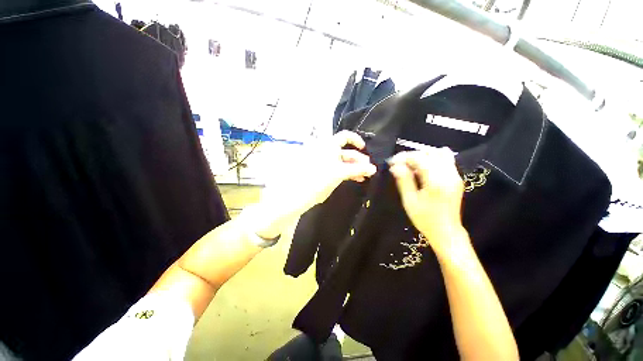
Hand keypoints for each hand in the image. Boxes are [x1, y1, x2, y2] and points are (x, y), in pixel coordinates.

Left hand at [254, 131, 376, 237]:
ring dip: (353, 167)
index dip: (356, 140)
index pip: (345, 136)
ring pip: (341, 161)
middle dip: (358, 159)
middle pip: (345, 151)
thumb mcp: (339, 173)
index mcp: (328, 146)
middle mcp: (325, 151)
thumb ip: (356, 170)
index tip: (364, 149)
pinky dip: (345, 172)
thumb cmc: (317, 181)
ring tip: (363, 176)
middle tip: (368, 169)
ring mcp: (322, 161)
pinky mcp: (321, 171)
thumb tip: (373, 168)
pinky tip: (353, 179)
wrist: (296, 196)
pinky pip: (336, 168)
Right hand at [388, 149, 465, 250]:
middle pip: (429, 153)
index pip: (419, 158)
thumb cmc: (425, 219)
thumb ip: (403, 180)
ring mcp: (455, 176)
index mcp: (436, 181)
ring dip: (422, 155)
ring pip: (439, 154)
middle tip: (399, 164)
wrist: (446, 231)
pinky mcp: (456, 178)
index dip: (404, 157)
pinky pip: (446, 160)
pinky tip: (423, 167)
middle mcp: (448, 175)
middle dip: (412, 155)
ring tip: (410, 164)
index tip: (392, 162)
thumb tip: (395, 166)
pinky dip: (433, 158)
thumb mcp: (409, 201)